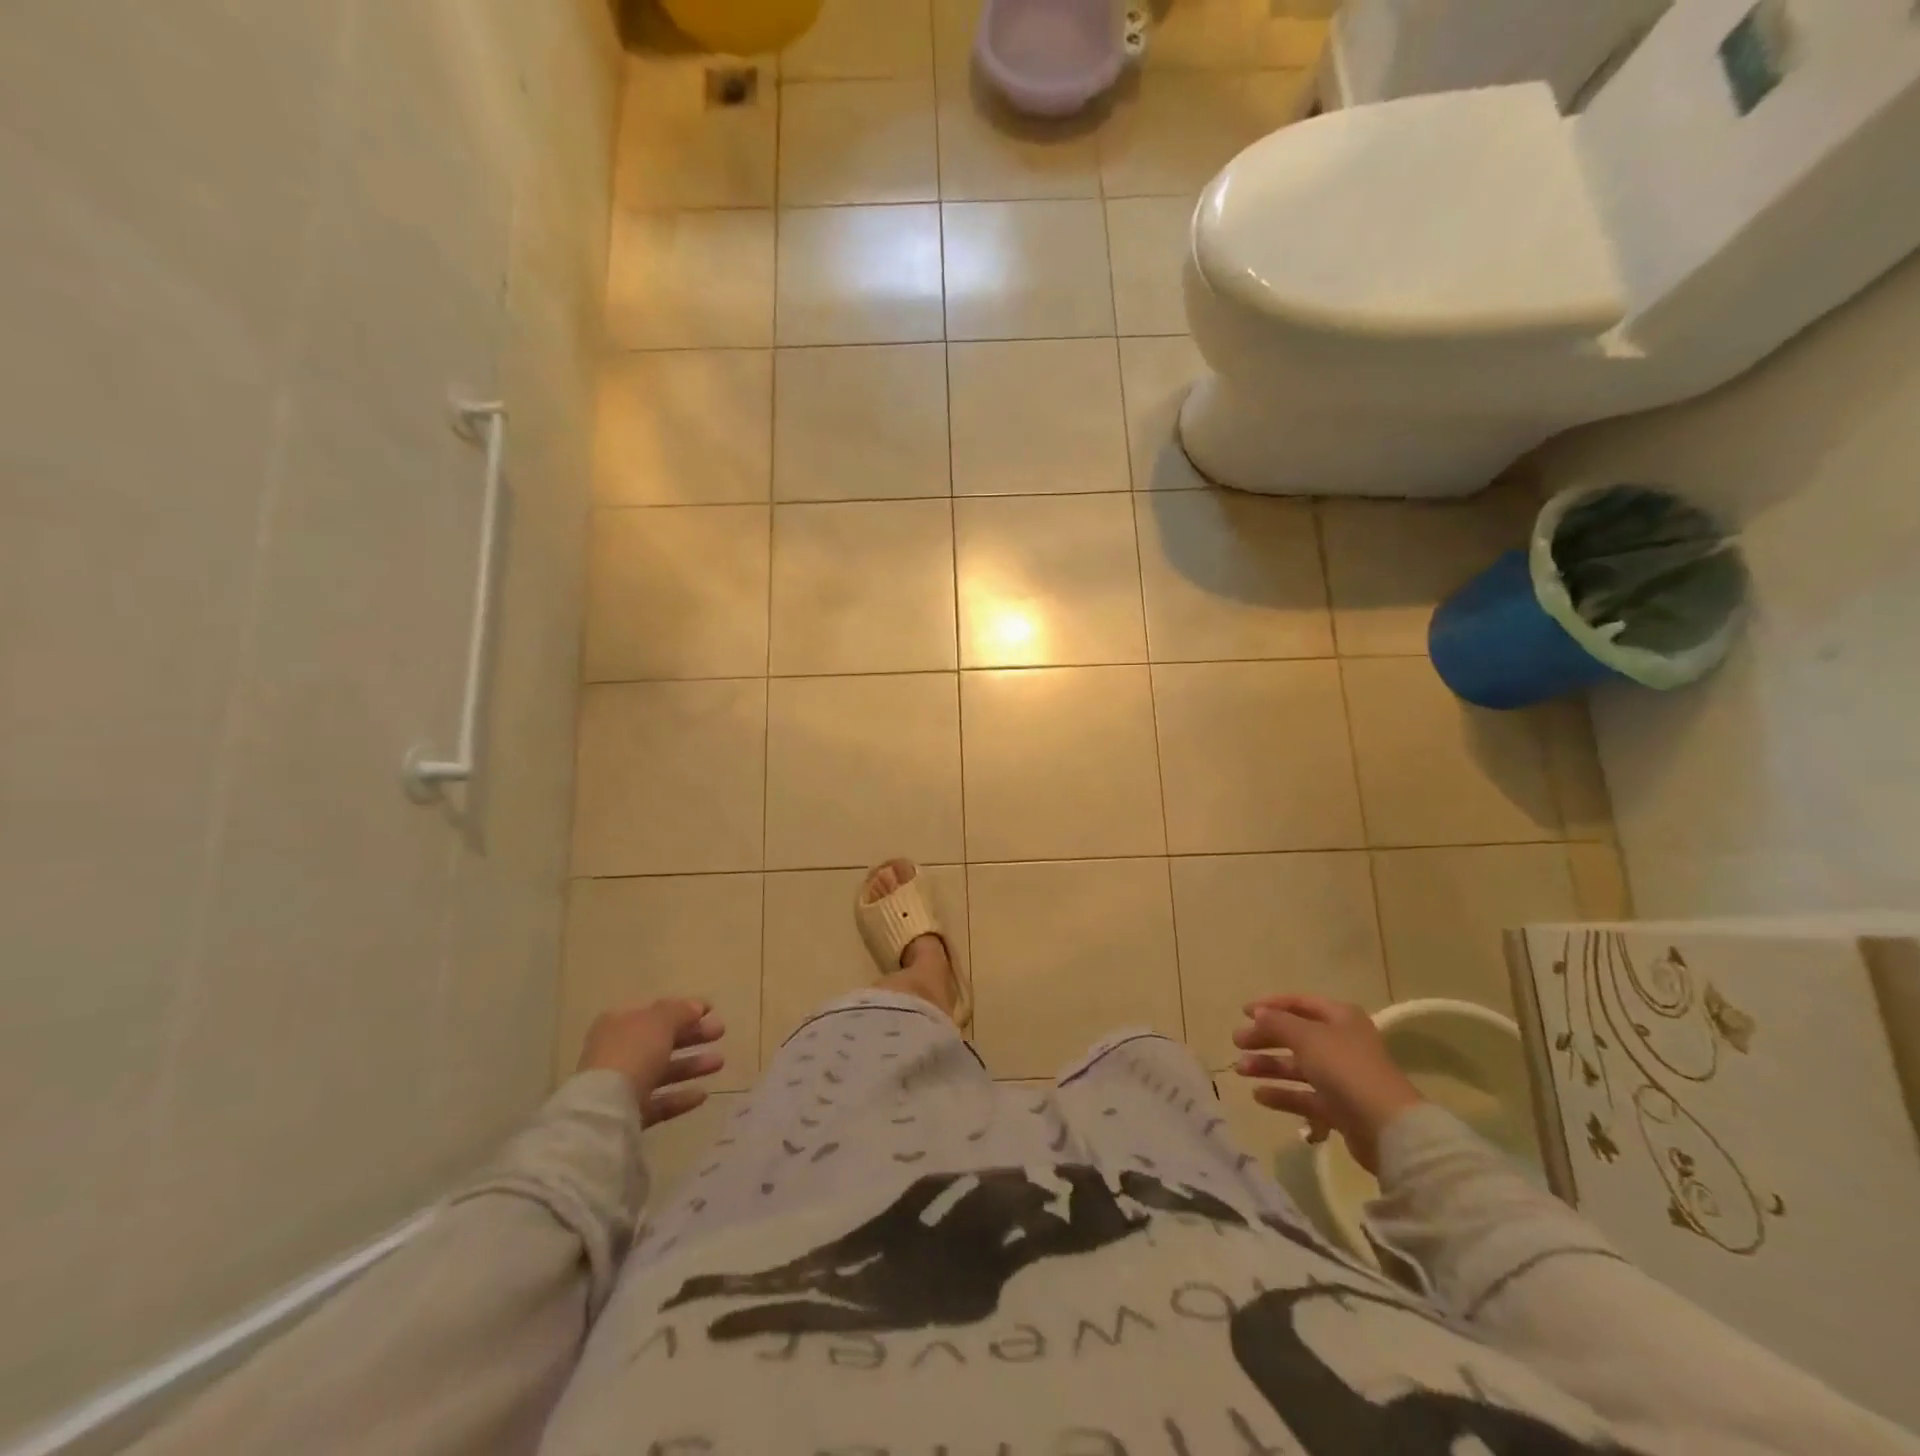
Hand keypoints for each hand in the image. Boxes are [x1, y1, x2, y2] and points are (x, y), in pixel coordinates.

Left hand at [577, 999, 725, 1126]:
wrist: (605, 1111)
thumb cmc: (632, 1053)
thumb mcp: (660, 1022)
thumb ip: (681, 1011)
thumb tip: (697, 1007)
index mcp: (619, 1023)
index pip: (655, 1011)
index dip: (684, 1009)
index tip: (711, 1010)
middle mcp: (617, 1051)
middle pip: (661, 1040)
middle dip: (693, 1036)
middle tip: (720, 1032)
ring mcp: (621, 1085)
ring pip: (662, 1071)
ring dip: (692, 1065)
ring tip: (719, 1063)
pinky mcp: (627, 1114)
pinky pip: (659, 1102)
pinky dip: (680, 1097)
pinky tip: (703, 1095)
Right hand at [1232, 994, 1423, 1174]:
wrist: (1386, 1128)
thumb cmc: (1345, 1069)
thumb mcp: (1306, 1037)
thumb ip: (1278, 1023)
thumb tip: (1259, 1013)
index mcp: (1340, 1018)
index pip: (1300, 1003)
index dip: (1271, 1005)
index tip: (1243, 1012)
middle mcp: (1342, 1043)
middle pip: (1296, 1036)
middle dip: (1265, 1039)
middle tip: (1237, 1043)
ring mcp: (1342, 1078)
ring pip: (1298, 1067)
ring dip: (1269, 1067)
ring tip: (1241, 1070)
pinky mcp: (1340, 1108)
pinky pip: (1305, 1097)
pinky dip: (1283, 1095)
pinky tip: (1259, 1096)